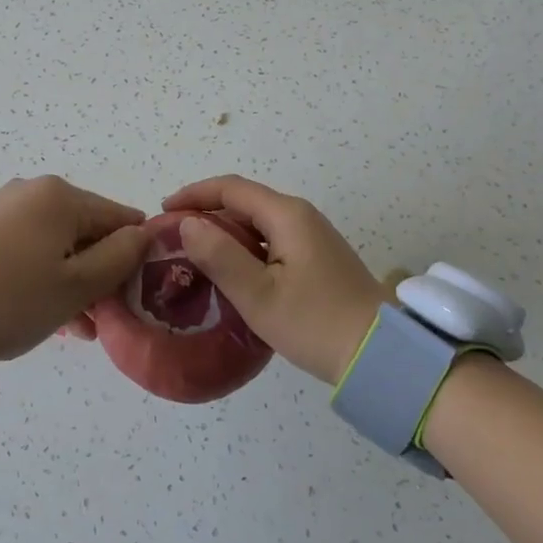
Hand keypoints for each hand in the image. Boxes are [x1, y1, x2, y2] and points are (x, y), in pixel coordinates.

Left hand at [0, 176, 152, 364]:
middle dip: (102, 272)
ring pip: (60, 245)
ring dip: (77, 282)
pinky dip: (48, 278)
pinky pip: (33, 251)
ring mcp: (6, 211)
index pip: (120, 217)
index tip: (136, 293)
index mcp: (61, 196)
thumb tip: (144, 234)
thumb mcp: (78, 285)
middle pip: (88, 231)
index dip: (135, 254)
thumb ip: (120, 257)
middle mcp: (34, 192)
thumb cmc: (13, 298)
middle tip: (107, 317)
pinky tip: (55, 316)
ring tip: (82, 328)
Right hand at [162, 175, 384, 384]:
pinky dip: (243, 248)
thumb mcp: (258, 294)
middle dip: (206, 213)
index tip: (162, 211)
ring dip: (224, 232)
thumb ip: (219, 256)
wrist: (380, 354)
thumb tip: (188, 224)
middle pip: (244, 202)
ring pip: (257, 223)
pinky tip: (229, 272)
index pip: (231, 188)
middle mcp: (300, 216)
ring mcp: (312, 236)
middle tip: (173, 238)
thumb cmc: (315, 323)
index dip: (194, 194)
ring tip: (193, 256)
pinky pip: (270, 240)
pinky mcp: (316, 258)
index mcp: (286, 215)